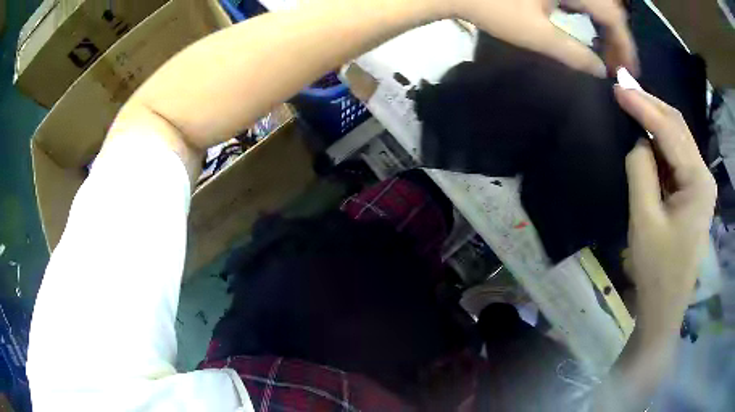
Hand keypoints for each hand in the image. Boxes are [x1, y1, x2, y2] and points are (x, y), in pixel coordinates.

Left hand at [451, 0, 637, 76]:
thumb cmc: (494, 9)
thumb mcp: (537, 35)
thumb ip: (574, 53)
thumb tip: (601, 71)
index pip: (612, 15)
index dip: (625, 44)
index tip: (629, 71)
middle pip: (608, 8)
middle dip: (617, 38)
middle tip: (617, 66)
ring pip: (596, 4)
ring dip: (605, 28)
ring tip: (607, 54)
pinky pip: (580, 1)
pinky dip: (589, 17)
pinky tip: (589, 32)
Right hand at [615, 87, 715, 331]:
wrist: (665, 305)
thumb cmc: (656, 269)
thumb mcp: (644, 219)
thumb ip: (641, 171)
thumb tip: (638, 140)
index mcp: (698, 182)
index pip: (670, 131)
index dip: (643, 106)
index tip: (618, 88)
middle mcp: (704, 175)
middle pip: (678, 127)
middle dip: (651, 104)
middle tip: (623, 87)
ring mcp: (701, 184)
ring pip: (678, 138)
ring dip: (656, 119)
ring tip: (631, 103)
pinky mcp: (694, 192)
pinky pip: (677, 156)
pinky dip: (660, 140)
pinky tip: (646, 133)